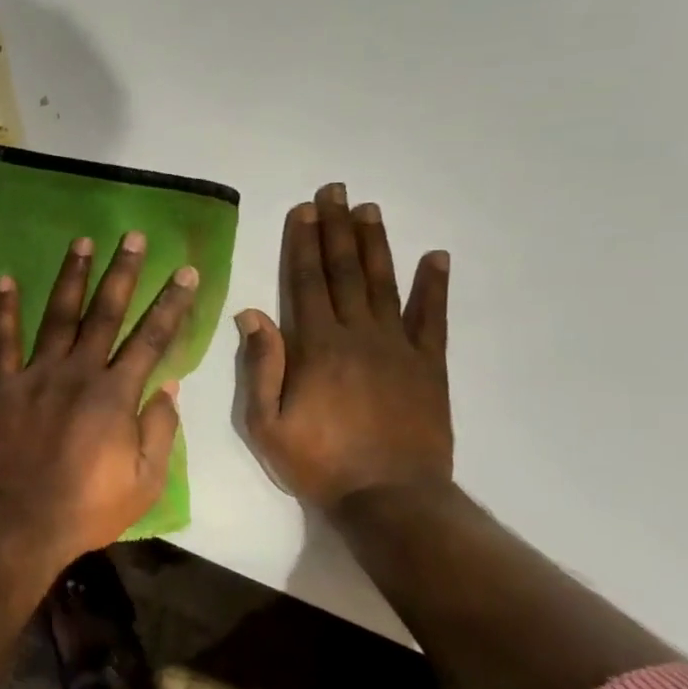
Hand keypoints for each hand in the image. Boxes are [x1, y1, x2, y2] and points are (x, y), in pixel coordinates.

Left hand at [0, 232, 198, 573]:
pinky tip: (5, 279)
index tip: (185, 271)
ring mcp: (36, 375)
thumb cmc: (87, 508)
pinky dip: (4, 310)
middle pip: (105, 314)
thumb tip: (169, 387)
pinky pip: (2, 342)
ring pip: (58, 316)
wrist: (20, 523)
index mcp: (116, 394)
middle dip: (122, 273)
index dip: (171, 303)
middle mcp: (78, 372)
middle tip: (132, 236)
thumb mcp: (145, 482)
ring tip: (82, 242)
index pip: (151, 339)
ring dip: (72, 276)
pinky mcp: (3, 386)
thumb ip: (159, 431)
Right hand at [238, 183, 452, 511]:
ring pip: (385, 283)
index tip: (304, 210)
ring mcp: (398, 347)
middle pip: (345, 271)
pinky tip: (436, 257)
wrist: (390, 497)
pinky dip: (435, 286)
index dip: (303, 243)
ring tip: (370, 210)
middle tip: (336, 190)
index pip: (306, 282)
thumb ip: (261, 366)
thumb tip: (251, 313)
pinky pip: (433, 318)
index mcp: (316, 346)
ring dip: (376, 244)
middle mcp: (358, 334)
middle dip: (337, 228)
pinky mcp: (429, 365)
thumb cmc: (319, 462)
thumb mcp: (266, 423)